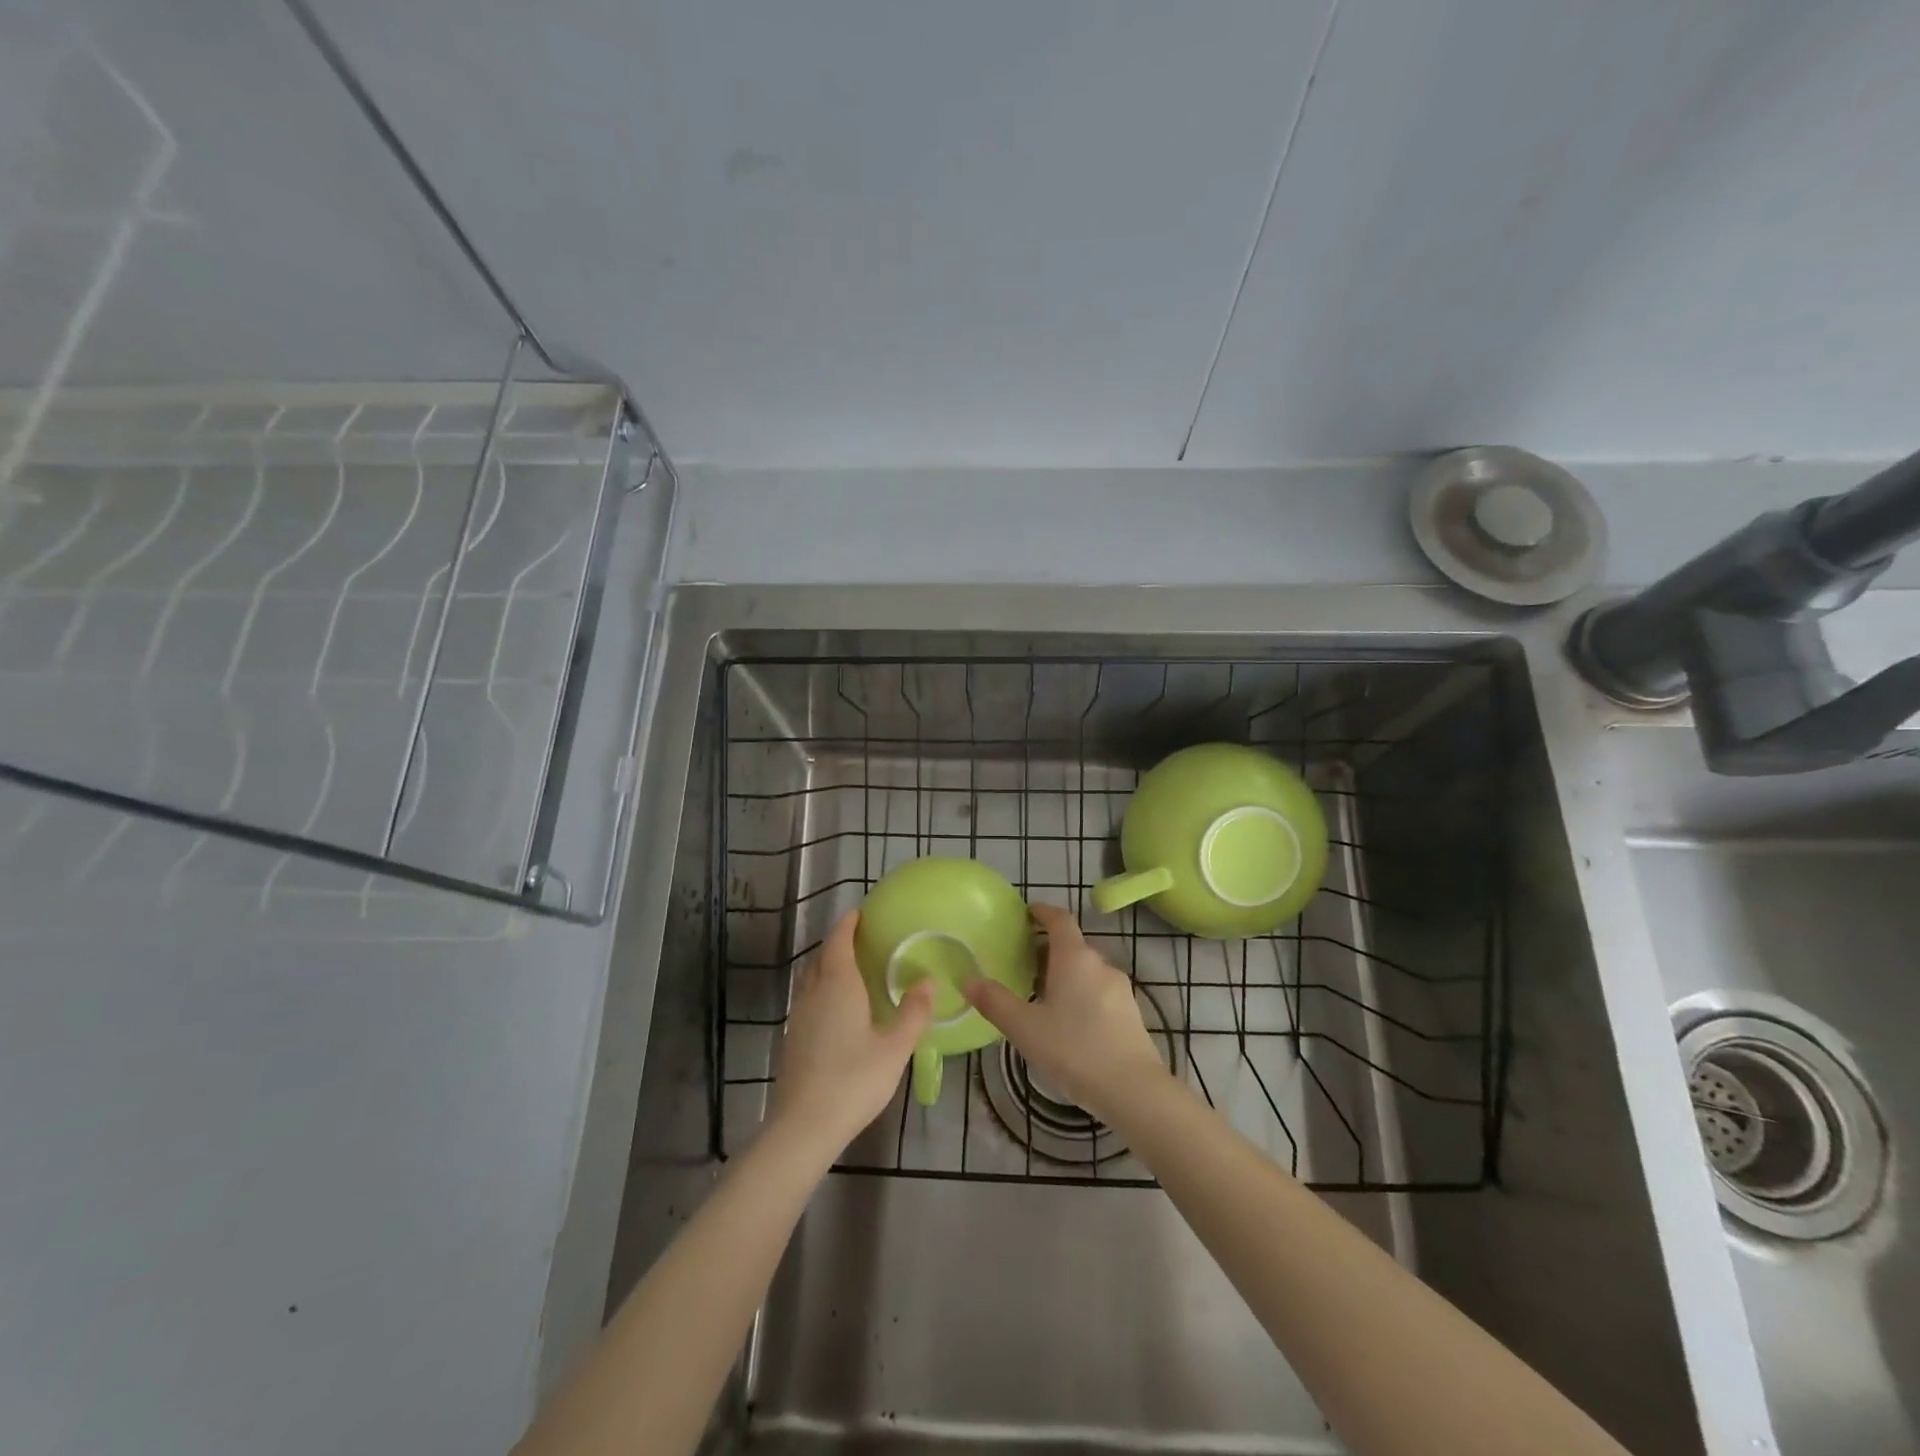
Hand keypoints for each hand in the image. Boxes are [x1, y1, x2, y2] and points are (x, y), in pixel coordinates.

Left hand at [769, 911, 932, 1159]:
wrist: (802, 1126)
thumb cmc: (853, 1080)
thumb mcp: (894, 1048)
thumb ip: (913, 1013)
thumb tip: (928, 980)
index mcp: (838, 985)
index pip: (838, 941)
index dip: (848, 924)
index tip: (861, 913)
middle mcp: (813, 993)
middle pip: (822, 957)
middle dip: (839, 943)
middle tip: (863, 940)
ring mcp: (798, 1016)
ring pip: (812, 978)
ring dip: (829, 966)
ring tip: (853, 970)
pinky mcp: (793, 1038)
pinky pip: (809, 998)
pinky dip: (823, 989)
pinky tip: (839, 1009)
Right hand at [962, 902, 1169, 1128]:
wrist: (1133, 1090)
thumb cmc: (1074, 1050)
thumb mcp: (1024, 1028)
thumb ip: (994, 1002)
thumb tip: (967, 979)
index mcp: (1074, 958)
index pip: (1059, 919)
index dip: (1042, 912)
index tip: (1026, 914)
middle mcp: (1100, 964)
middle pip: (1072, 945)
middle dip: (1048, 948)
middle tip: (1022, 963)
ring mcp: (1120, 988)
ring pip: (1087, 970)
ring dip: (1065, 973)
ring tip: (1042, 995)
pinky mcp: (1131, 1013)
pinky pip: (1100, 991)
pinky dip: (1081, 993)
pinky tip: (1069, 1022)